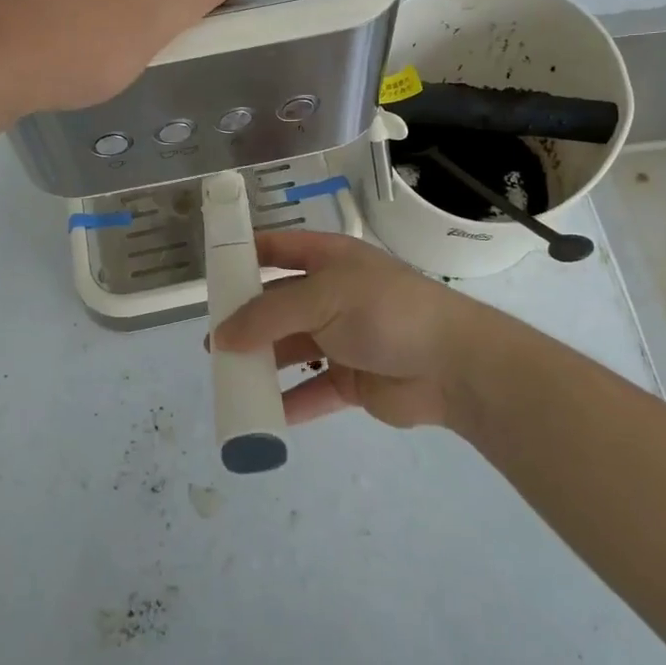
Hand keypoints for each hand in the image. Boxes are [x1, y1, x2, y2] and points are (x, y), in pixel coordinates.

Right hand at [211, 230, 489, 428]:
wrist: (453, 365)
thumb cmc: (385, 312)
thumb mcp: (322, 298)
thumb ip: (269, 315)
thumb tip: (221, 336)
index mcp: (329, 260)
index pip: (279, 248)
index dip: (246, 255)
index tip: (212, 273)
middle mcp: (332, 296)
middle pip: (278, 304)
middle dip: (246, 321)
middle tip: (213, 342)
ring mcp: (342, 339)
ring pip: (291, 349)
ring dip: (262, 364)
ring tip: (228, 379)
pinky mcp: (352, 380)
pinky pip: (311, 390)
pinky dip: (288, 403)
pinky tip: (261, 415)